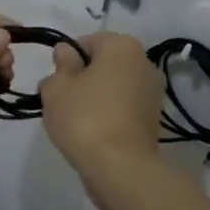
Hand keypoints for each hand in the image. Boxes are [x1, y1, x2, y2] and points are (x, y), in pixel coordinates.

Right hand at [39, 32, 165, 183]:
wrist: (121, 168)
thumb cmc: (84, 117)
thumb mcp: (58, 87)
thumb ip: (61, 64)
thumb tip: (66, 51)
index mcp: (122, 46)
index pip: (87, 42)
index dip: (67, 59)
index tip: (55, 81)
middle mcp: (143, 62)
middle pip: (103, 63)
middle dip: (82, 77)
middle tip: (62, 100)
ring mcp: (153, 92)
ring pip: (114, 86)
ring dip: (96, 97)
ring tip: (76, 120)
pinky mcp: (154, 119)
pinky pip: (124, 107)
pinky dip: (110, 114)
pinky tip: (94, 132)